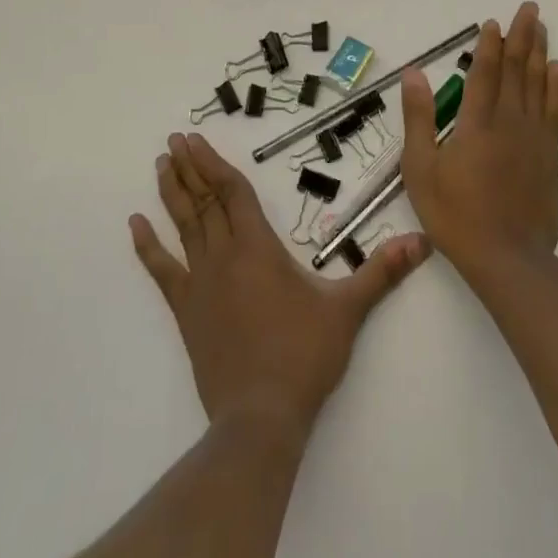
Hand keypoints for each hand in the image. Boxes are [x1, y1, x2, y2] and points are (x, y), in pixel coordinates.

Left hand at [130, 132, 429, 437]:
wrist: (260, 418)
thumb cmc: (303, 357)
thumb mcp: (347, 310)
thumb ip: (381, 272)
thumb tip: (421, 242)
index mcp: (258, 247)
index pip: (233, 192)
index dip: (215, 163)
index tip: (196, 140)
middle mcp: (224, 255)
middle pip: (204, 200)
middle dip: (189, 167)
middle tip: (173, 140)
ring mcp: (200, 283)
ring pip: (183, 226)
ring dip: (172, 193)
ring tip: (161, 164)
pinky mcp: (186, 311)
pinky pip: (161, 270)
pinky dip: (148, 246)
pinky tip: (135, 224)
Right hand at [399, 2, 557, 282]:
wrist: (507, 258)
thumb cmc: (455, 214)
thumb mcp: (421, 167)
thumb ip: (418, 117)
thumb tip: (414, 73)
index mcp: (476, 121)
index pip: (484, 72)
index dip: (489, 45)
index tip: (494, 22)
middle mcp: (509, 120)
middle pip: (518, 69)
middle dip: (522, 36)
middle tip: (530, 8)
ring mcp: (534, 137)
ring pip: (538, 83)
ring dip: (540, 52)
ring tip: (542, 27)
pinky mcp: (549, 155)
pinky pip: (554, 110)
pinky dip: (556, 87)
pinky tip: (557, 70)